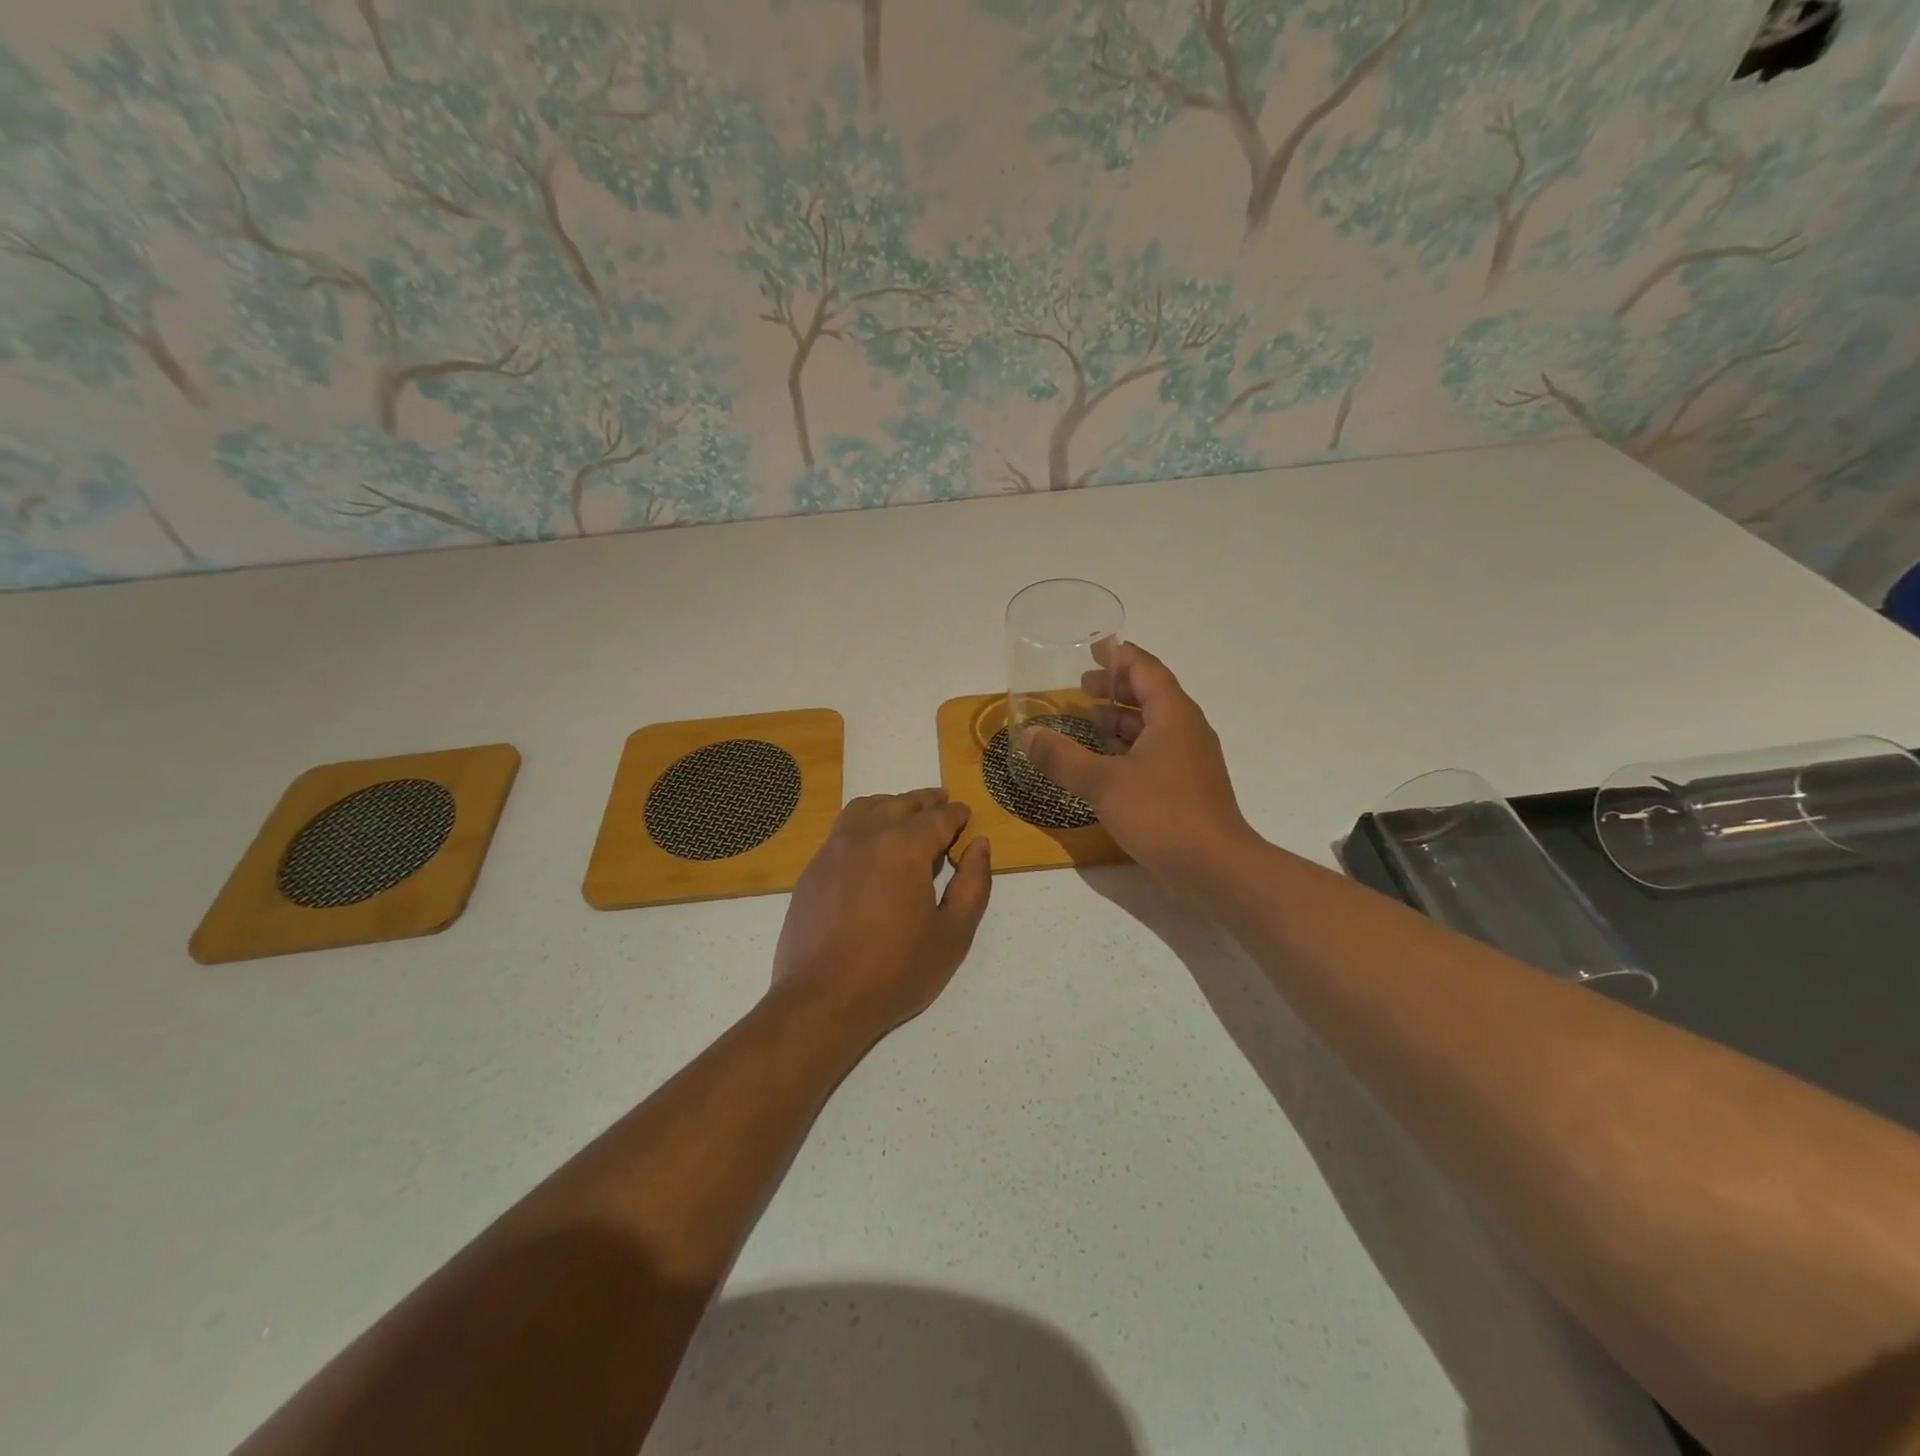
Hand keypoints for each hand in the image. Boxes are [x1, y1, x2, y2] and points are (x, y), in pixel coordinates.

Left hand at [771, 790, 992, 1041]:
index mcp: (904, 846)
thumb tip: (979, 845)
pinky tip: (871, 845)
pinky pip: (843, 829)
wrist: (822, 1000)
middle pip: (901, 804)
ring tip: (906, 816)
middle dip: (926, 802)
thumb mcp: (953, 933)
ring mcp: (833, 850)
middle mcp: (866, 835)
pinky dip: (864, 823)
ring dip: (892, 805)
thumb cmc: (896, 971)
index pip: (938, 817)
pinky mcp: (813, 869)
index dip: (956, 814)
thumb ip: (972, 883)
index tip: (966, 815)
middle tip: (942, 804)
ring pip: (866, 808)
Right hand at [1020, 642, 1254, 895]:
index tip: (1096, 647)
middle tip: (1082, 687)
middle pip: (1151, 697)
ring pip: (1152, 729)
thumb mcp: (1103, 783)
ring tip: (1087, 721)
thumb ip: (1063, 758)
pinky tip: (1102, 765)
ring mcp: (1188, 763)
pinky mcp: (1185, 790)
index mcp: (1174, 716)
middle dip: (1116, 689)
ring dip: (1120, 722)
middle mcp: (1186, 732)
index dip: (1120, 656)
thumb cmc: (1162, 813)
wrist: (1215, 869)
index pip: (1146, 670)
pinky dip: (1127, 750)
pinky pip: (1153, 756)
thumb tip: (1028, 736)